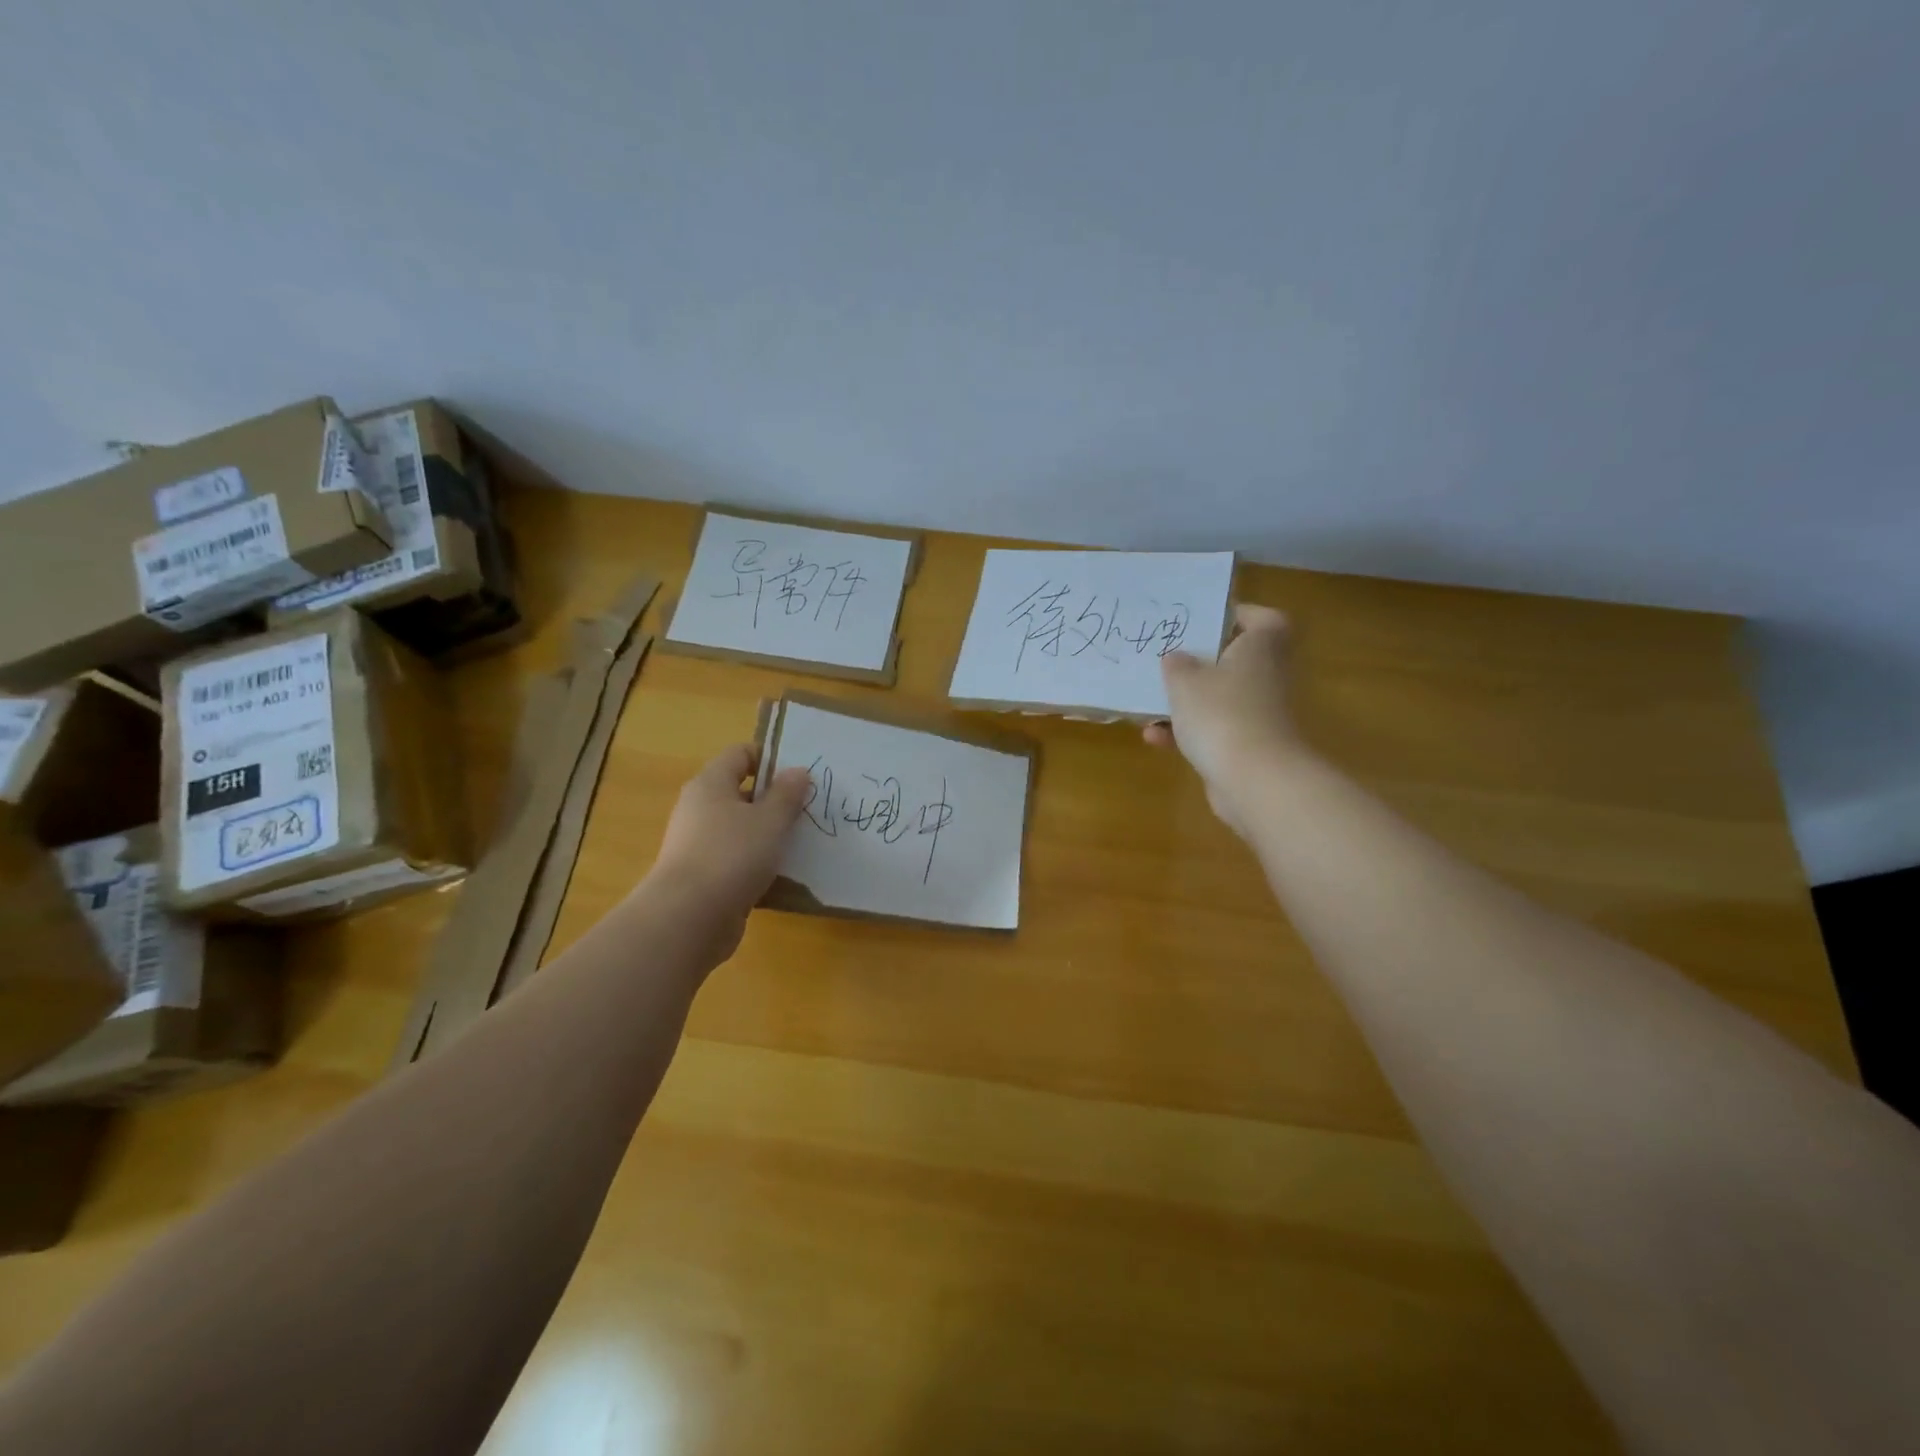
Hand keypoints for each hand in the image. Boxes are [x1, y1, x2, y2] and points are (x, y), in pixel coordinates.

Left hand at [640, 744, 811, 960]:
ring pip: (741, 829)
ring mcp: (698, 845)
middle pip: (741, 792)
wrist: (688, 919)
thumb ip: (787, 794)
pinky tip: (783, 875)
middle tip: (809, 810)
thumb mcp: (770, 820)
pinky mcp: (704, 877)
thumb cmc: (731, 855)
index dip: (770, 758)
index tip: (800, 775)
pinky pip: (737, 860)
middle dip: (775, 800)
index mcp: (710, 784)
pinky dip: (758, 863)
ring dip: (769, 834)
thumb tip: (798, 771)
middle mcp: (699, 809)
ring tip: (803, 843)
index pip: (740, 754)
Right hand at [1144, 604, 1302, 835]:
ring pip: (1219, 696)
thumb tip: (1176, 658)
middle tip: (1167, 658)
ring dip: (1185, 701)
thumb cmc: (1221, 714)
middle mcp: (1266, 675)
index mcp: (1260, 647)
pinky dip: (1186, 732)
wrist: (1253, 780)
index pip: (1260, 618)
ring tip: (1150, 703)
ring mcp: (1259, 713)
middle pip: (1234, 659)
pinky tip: (1154, 738)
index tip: (1201, 620)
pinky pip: (1213, 729)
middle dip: (1198, 662)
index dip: (1234, 615)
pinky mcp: (1247, 745)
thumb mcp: (1185, 681)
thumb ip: (1176, 665)